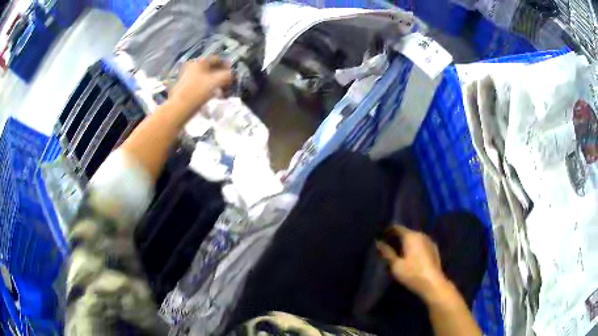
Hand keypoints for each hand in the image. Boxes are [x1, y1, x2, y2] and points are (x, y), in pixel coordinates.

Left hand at [168, 56, 232, 116]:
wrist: (179, 107)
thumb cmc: (198, 91)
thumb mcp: (217, 81)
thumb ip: (228, 75)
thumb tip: (232, 75)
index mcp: (200, 61)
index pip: (217, 59)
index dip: (227, 67)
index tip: (232, 76)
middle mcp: (193, 66)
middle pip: (211, 68)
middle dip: (221, 76)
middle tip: (228, 85)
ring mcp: (188, 76)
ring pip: (206, 77)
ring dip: (215, 83)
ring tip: (221, 92)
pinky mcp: (185, 87)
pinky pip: (200, 84)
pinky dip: (208, 88)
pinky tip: (211, 96)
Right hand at [376, 225, 449, 302]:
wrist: (433, 283)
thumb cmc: (412, 274)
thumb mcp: (396, 265)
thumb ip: (386, 252)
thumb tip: (378, 242)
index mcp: (411, 236)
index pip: (397, 228)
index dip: (387, 231)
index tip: (380, 237)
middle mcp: (421, 235)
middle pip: (406, 232)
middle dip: (397, 238)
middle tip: (387, 246)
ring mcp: (429, 241)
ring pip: (415, 238)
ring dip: (406, 243)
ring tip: (398, 252)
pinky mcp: (434, 249)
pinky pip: (421, 244)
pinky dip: (414, 247)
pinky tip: (411, 256)